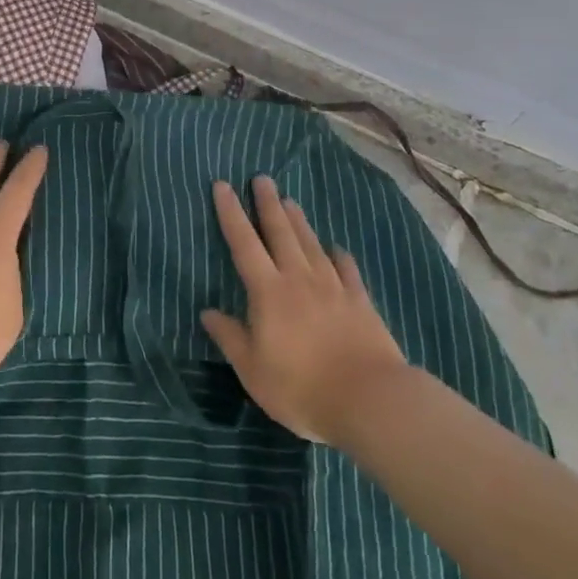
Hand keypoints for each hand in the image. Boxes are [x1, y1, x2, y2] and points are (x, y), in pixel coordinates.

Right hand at [201, 176, 406, 444]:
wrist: (370, 400)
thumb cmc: (302, 387)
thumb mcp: (253, 370)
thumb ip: (230, 338)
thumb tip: (207, 312)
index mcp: (268, 292)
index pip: (244, 244)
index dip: (231, 214)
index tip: (223, 185)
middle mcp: (299, 279)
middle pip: (281, 233)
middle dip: (268, 204)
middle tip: (262, 178)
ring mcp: (333, 288)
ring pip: (312, 245)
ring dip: (299, 221)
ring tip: (290, 201)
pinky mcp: (361, 303)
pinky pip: (348, 271)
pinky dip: (340, 257)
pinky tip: (337, 248)